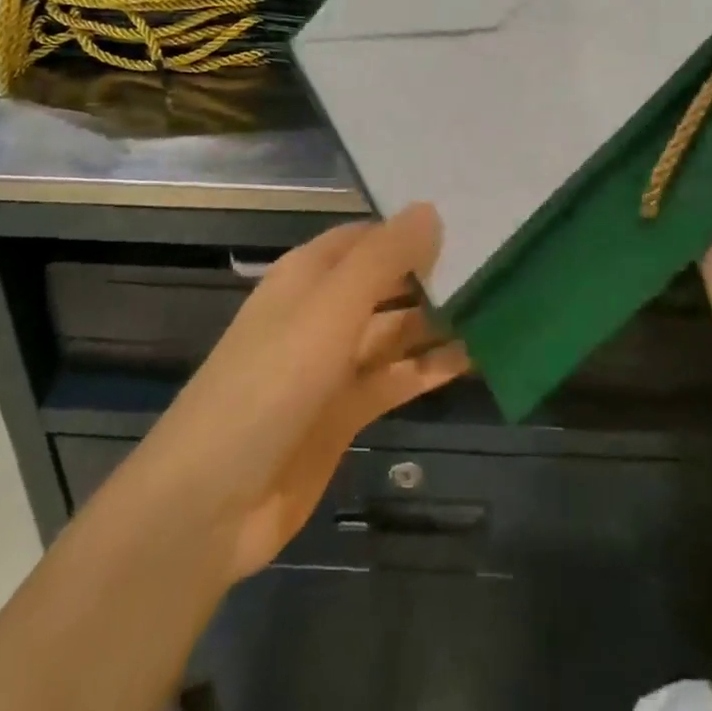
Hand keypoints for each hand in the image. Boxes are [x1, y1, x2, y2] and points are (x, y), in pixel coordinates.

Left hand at [127, 204, 467, 584]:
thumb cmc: (271, 381)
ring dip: (438, 322)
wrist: (211, 501)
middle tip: (500, 267)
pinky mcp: (345, 413)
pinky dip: (429, 369)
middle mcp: (324, 311)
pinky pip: (396, 378)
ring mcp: (334, 364)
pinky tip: (474, 359)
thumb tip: (431, 210)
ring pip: (396, 330)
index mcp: (310, 274)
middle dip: (434, 275)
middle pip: (387, 282)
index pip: (370, 237)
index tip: (471, 224)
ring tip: (500, 310)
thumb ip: (384, 258)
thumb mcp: (331, 308)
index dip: (413, 230)